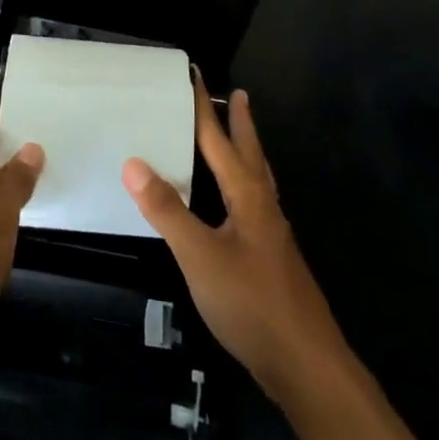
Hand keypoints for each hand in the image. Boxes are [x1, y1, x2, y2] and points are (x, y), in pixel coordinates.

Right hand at [124, 75, 346, 401]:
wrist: (306, 364)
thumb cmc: (251, 303)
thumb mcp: (200, 256)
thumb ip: (168, 211)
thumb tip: (133, 163)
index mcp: (247, 196)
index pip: (221, 140)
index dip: (206, 108)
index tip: (196, 75)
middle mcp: (264, 206)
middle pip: (250, 153)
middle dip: (240, 123)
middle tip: (237, 94)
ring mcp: (272, 234)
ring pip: (258, 179)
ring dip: (247, 152)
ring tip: (240, 138)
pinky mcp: (272, 259)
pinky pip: (255, 204)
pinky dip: (244, 186)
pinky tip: (235, 206)